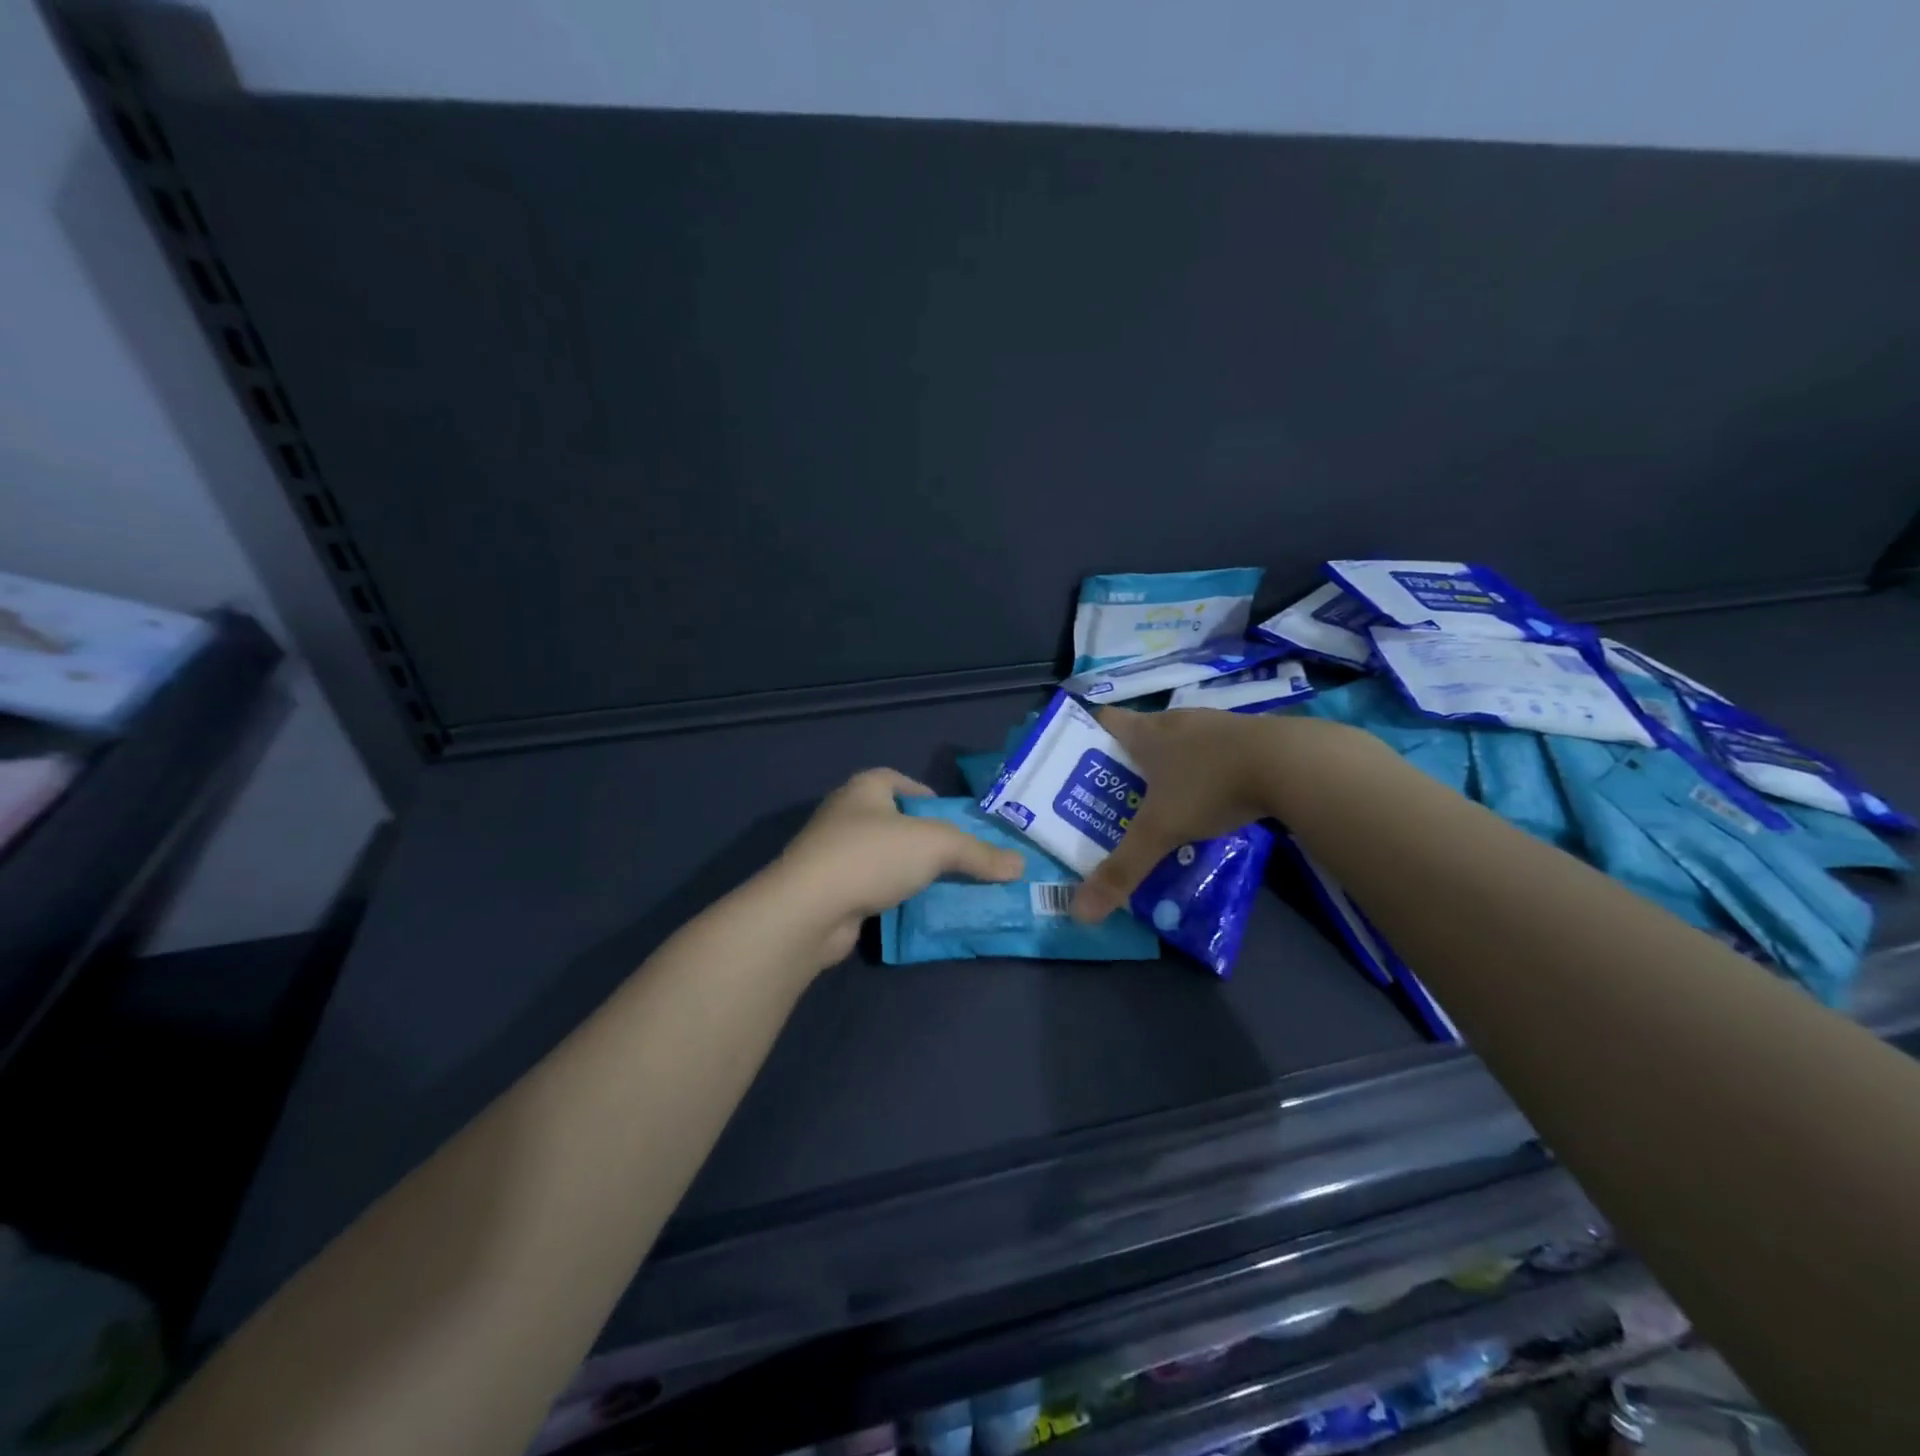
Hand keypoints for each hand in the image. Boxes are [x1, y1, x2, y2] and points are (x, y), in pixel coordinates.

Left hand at [774, 768, 1024, 965]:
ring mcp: (834, 855)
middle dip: (927, 839)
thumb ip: (979, 853)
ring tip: (947, 886)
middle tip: (962, 858)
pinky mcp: (831, 891)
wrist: (808, 910)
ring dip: (911, 871)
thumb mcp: (936, 846)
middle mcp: (846, 815)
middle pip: (896, 822)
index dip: (929, 796)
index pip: (901, 781)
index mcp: (865, 789)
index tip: (955, 821)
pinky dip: (894, 896)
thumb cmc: (872, 856)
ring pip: (885, 858)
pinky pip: (873, 888)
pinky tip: (917, 911)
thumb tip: (1020, 865)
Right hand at [1070, 707, 1288, 923]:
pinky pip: (1215, 752)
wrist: (1292, 763)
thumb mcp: (1161, 832)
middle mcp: (1177, 720)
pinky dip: (1206, 771)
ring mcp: (1216, 725)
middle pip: (1141, 733)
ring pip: (1180, 742)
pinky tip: (1212, 799)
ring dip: (1169, 766)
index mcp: (1147, 732)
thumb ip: (1122, 870)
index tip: (1079, 764)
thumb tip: (1079, 913)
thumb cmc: (1210, 785)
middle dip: (1127, 762)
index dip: (1087, 736)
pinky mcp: (1250, 737)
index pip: (1104, 720)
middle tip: (1116, 797)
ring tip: (1163, 803)